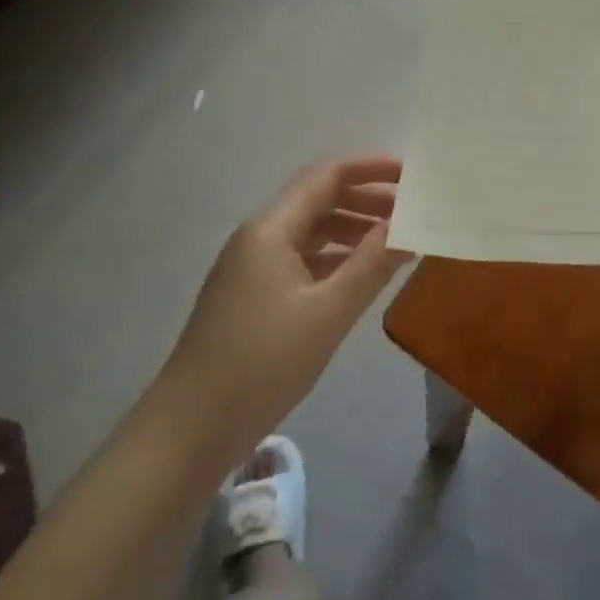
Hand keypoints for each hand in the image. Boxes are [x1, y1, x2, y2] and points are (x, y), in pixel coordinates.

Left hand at [161, 156, 410, 468]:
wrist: (188, 431)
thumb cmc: (260, 364)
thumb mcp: (327, 314)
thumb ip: (371, 265)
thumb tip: (407, 227)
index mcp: (271, 229)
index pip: (326, 176)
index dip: (370, 168)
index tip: (410, 175)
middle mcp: (260, 237)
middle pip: (320, 200)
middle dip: (367, 199)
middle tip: (412, 212)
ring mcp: (253, 268)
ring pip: (311, 232)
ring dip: (353, 230)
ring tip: (396, 243)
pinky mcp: (252, 297)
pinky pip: (302, 260)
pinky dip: (335, 260)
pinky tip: (361, 277)